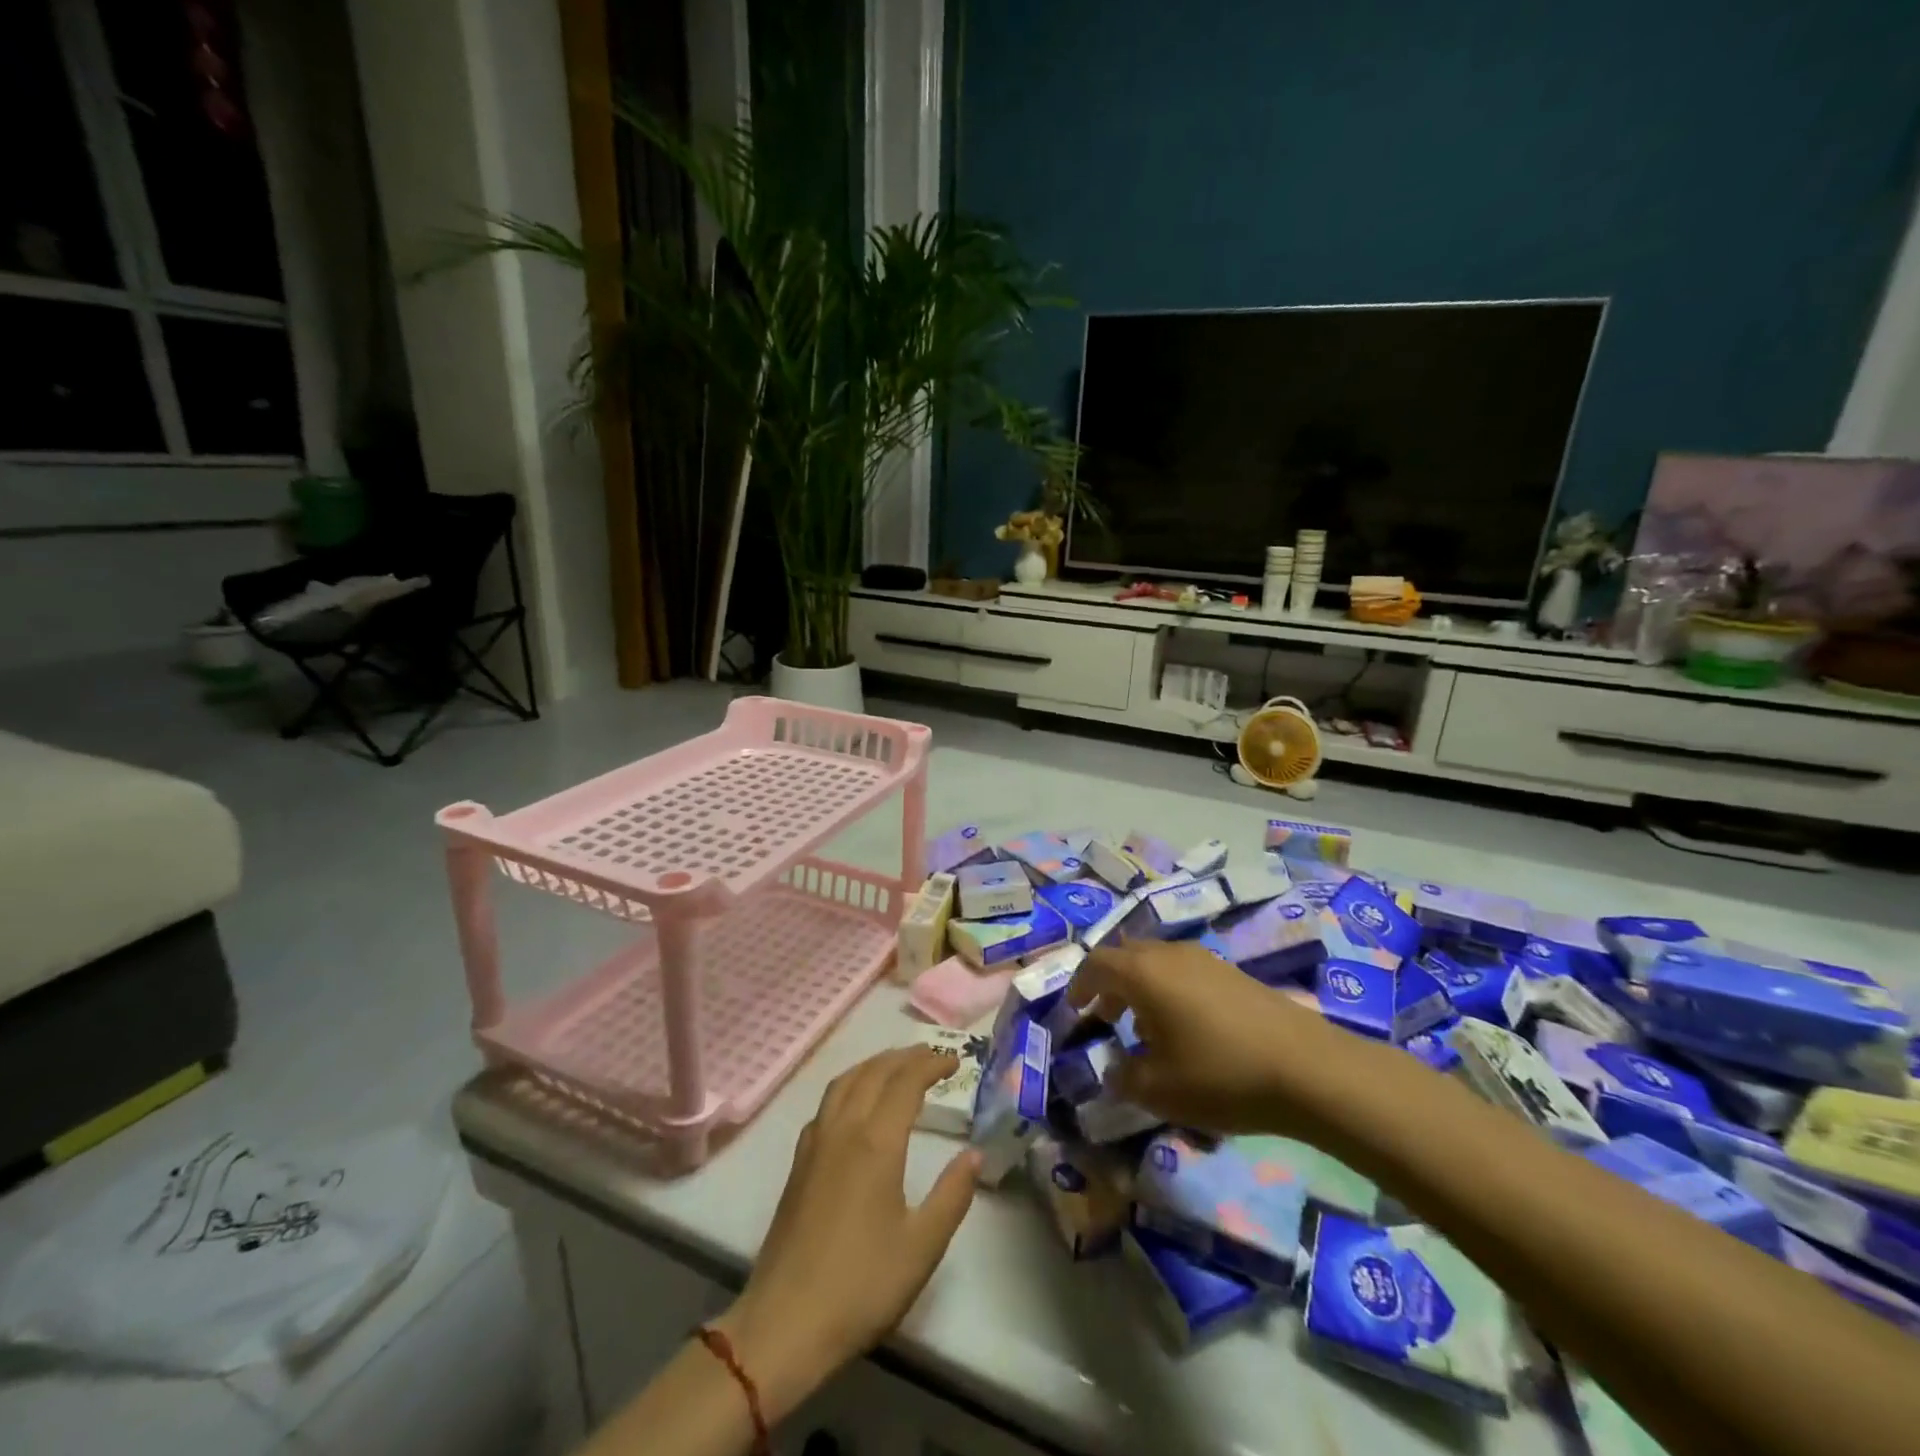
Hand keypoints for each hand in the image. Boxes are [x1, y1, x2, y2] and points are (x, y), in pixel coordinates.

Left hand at [714, 1048, 979, 1420]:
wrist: (784, 1323)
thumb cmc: (861, 1285)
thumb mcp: (922, 1246)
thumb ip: (952, 1195)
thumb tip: (975, 1154)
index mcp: (876, 1142)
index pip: (905, 1082)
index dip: (931, 1064)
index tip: (955, 1061)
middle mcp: (843, 1129)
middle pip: (874, 1072)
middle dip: (905, 1057)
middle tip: (932, 1055)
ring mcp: (815, 1143)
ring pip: (845, 1082)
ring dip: (874, 1065)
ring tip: (897, 1066)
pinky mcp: (799, 1162)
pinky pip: (827, 1102)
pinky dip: (850, 1085)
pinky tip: (856, 1103)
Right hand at [1068, 939, 1364, 1135]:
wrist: (1308, 1068)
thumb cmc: (1220, 1074)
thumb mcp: (1159, 1089)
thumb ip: (1124, 1078)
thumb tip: (1113, 1071)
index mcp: (1143, 973)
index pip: (1096, 963)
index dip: (1079, 985)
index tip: (1075, 1011)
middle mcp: (1169, 954)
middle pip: (1126, 956)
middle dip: (1109, 984)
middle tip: (1104, 1016)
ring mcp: (1205, 959)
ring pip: (1157, 963)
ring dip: (1141, 988)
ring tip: (1144, 1029)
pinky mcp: (1232, 972)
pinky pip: (1184, 972)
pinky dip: (1170, 991)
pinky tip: (1186, 1030)